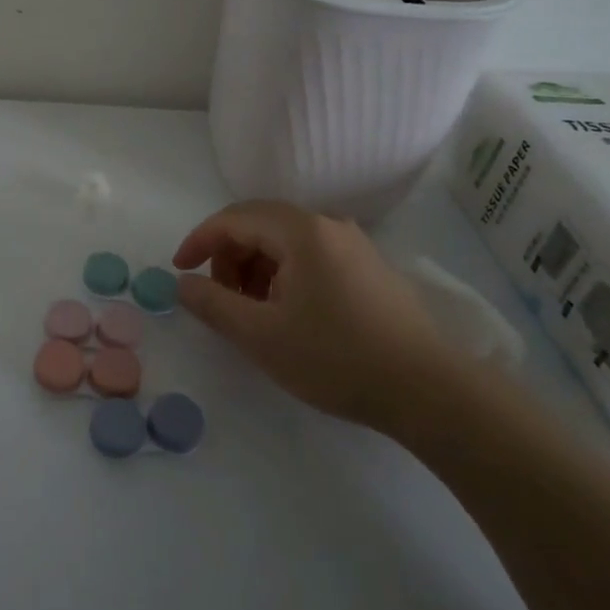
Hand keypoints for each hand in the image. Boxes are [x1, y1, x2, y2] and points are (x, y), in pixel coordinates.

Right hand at [173, 200, 452, 433]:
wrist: (430, 391)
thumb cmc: (337, 358)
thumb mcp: (262, 336)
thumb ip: (214, 304)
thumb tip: (183, 284)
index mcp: (301, 231)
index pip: (234, 218)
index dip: (200, 241)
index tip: (180, 271)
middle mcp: (328, 225)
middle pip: (260, 224)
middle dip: (229, 256)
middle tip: (219, 297)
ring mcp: (354, 245)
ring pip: (286, 242)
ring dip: (256, 268)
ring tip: (253, 312)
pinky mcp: (369, 268)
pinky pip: (311, 256)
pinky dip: (284, 275)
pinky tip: (289, 314)